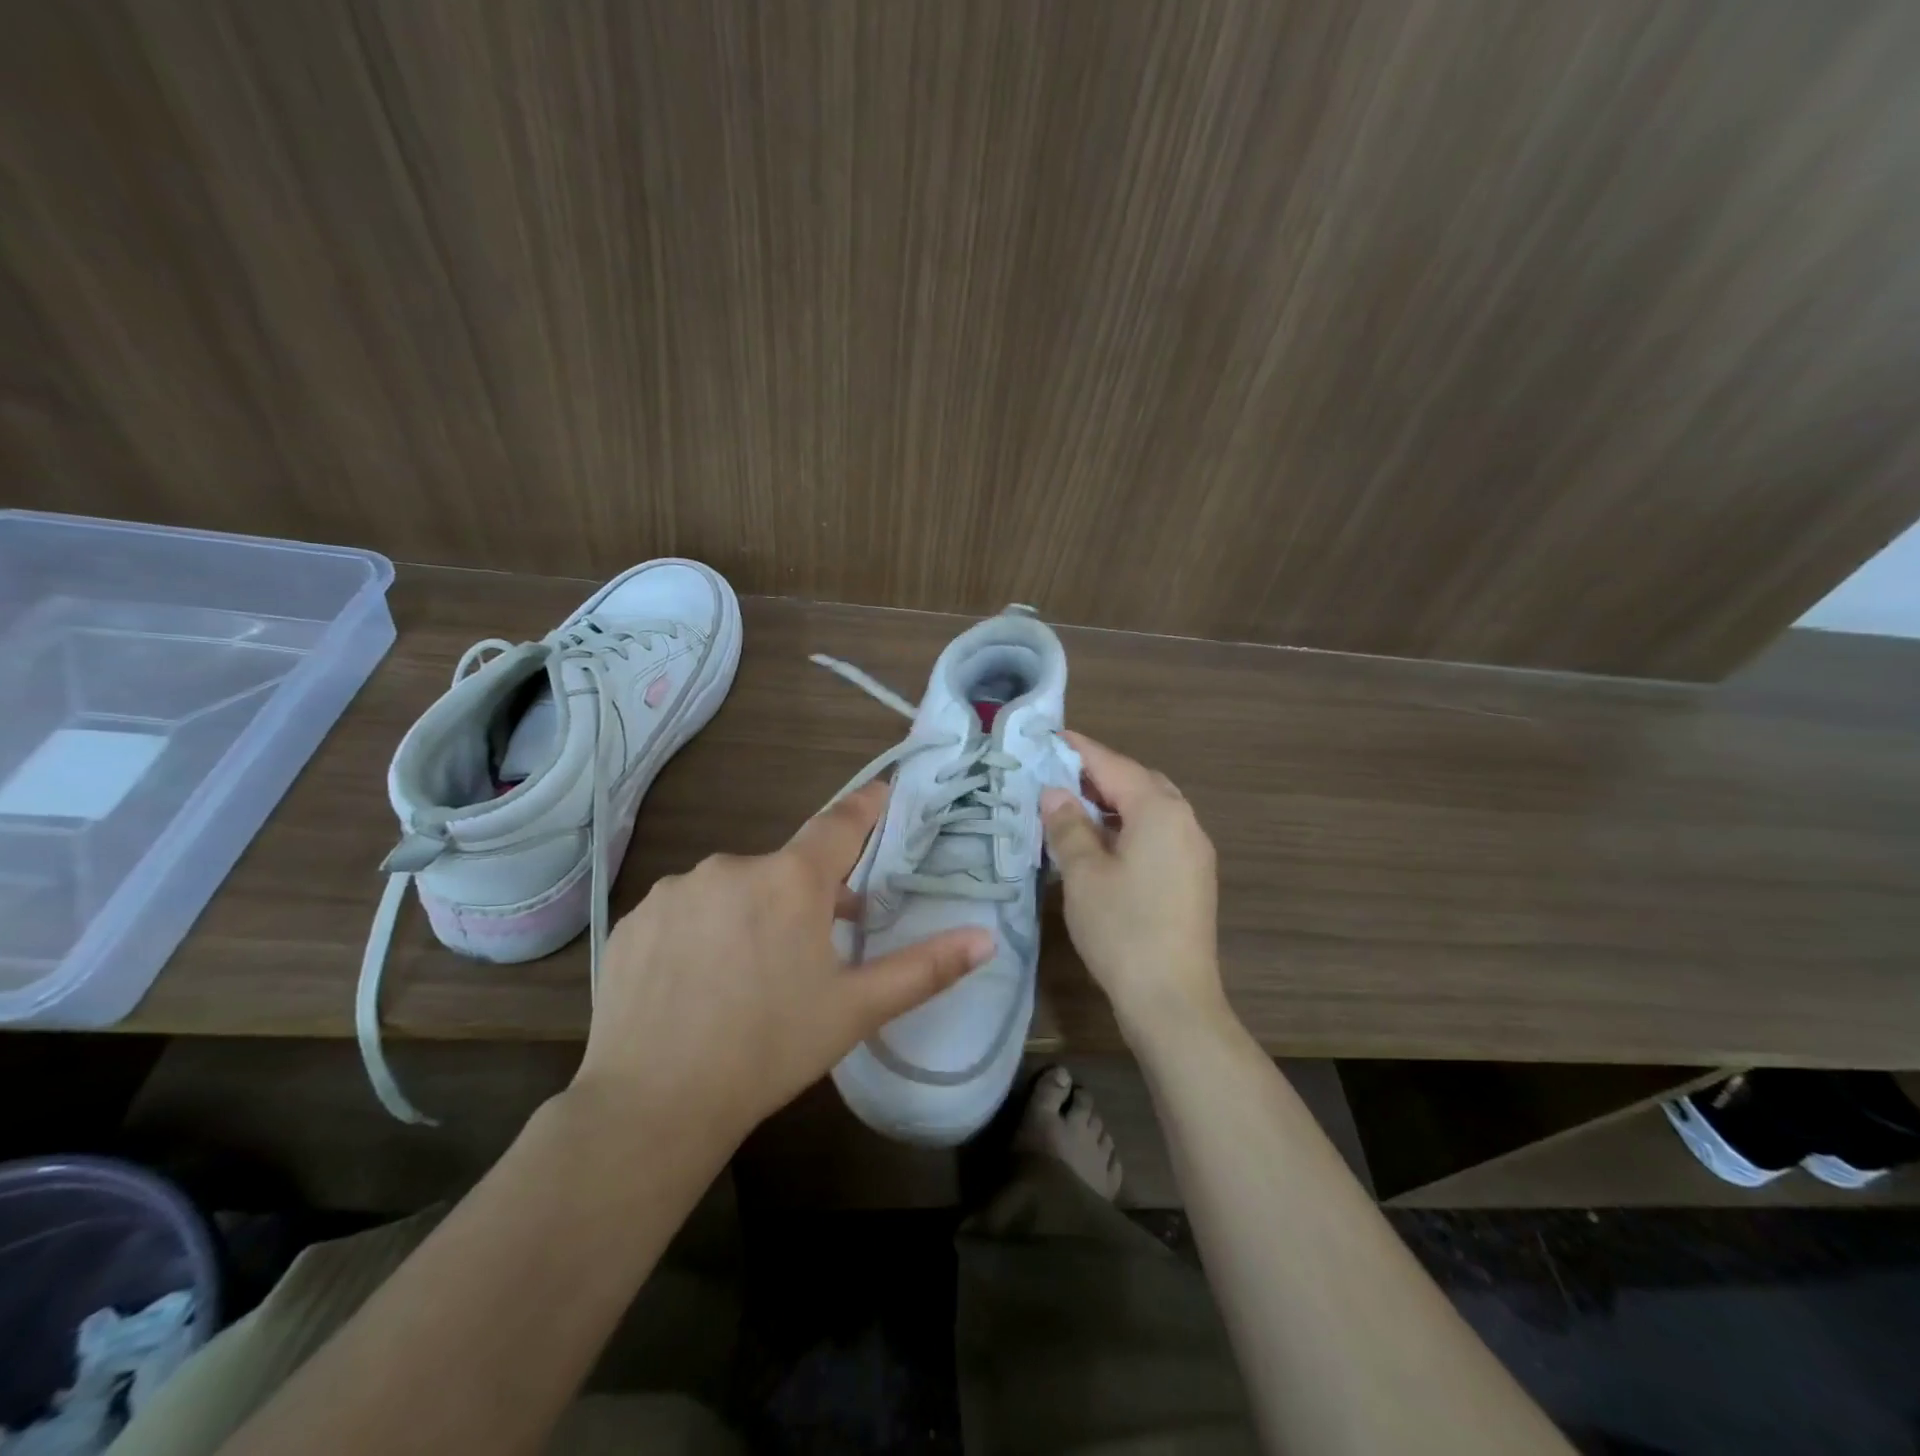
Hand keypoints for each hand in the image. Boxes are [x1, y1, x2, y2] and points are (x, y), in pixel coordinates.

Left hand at [572, 782, 991, 1148]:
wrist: (651, 1105)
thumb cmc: (768, 1050)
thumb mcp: (855, 1010)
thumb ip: (925, 968)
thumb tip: (985, 938)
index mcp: (791, 881)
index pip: (839, 823)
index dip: (866, 807)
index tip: (883, 792)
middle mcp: (732, 867)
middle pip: (785, 868)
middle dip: (807, 895)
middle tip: (816, 948)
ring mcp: (678, 889)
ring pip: (735, 888)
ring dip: (753, 913)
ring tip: (750, 975)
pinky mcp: (637, 917)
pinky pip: (687, 909)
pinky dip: (702, 930)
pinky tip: (697, 981)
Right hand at [1041, 732, 1226, 1041]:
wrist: (1173, 999)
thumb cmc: (1123, 929)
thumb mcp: (1083, 873)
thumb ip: (1068, 825)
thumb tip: (1055, 793)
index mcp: (1159, 811)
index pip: (1113, 765)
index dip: (1078, 750)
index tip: (1048, 737)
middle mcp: (1184, 821)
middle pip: (1138, 782)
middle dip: (1098, 774)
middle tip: (1056, 775)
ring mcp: (1193, 851)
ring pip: (1150, 809)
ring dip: (1113, 801)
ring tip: (1072, 807)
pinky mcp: (1192, 877)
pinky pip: (1158, 833)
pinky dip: (1128, 826)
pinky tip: (1101, 843)